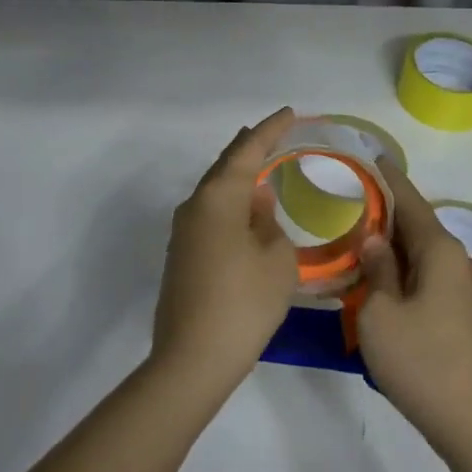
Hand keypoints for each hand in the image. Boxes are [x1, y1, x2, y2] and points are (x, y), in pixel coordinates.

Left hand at [152, 108, 299, 396]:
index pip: (247, 151)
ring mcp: (183, 234)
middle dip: (249, 148)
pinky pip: (210, 215)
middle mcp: (194, 207)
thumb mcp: (277, 258)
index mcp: (218, 198)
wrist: (193, 359)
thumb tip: (257, 203)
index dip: (270, 130)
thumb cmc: (244, 302)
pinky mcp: (181, 257)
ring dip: (238, 177)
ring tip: (262, 166)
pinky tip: (246, 212)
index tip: (289, 112)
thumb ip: (269, 221)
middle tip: (273, 133)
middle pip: (224, 167)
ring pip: (215, 192)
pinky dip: (231, 204)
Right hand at [356, 162, 471, 460]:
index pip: (410, 201)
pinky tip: (379, 282)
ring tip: (355, 239)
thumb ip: (375, 270)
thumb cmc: (421, 362)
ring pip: (421, 253)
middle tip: (348, 201)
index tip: (373, 156)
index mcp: (440, 251)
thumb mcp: (380, 315)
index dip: (389, 178)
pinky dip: (401, 270)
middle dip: (385, 212)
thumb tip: (374, 240)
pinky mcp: (460, 314)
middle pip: (417, 225)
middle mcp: (457, 261)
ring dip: (391, 246)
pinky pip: (426, 276)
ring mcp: (462, 289)